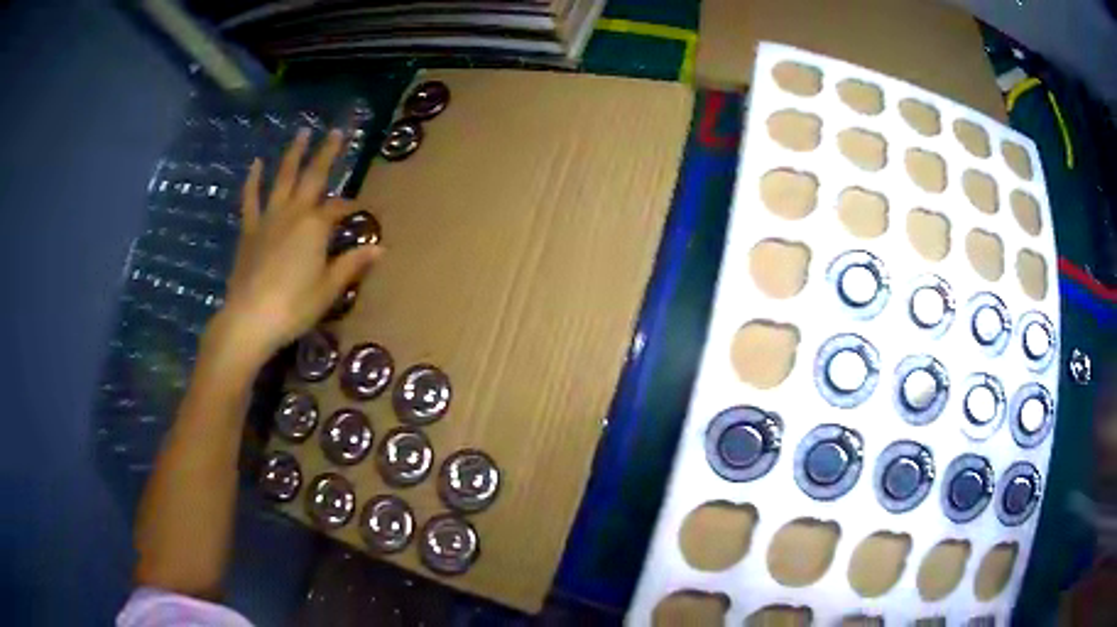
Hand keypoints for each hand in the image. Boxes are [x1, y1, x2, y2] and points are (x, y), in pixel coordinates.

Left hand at [212, 128, 381, 365]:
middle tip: (338, 130)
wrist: (249, 319)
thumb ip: (352, 264)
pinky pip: (251, 198)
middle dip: (328, 153)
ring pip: (283, 178)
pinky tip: (256, 163)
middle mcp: (294, 212)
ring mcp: (269, 217)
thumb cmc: (294, 306)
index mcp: (316, 226)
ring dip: (293, 154)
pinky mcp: (250, 229)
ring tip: (302, 132)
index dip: (352, 207)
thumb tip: (380, 248)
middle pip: (314, 176)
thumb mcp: (329, 289)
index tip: (361, 211)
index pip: (339, 207)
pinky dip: (253, 180)